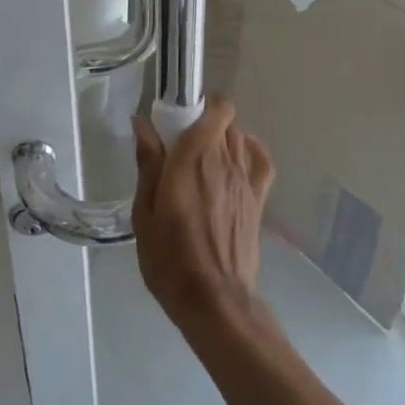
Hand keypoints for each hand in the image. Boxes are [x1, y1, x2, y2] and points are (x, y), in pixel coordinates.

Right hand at [133, 96, 274, 336]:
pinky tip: (237, 155)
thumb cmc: (170, 259)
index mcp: (193, 160)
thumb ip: (148, 164)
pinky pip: (261, 160)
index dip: (198, 103)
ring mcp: (245, 180)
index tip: (177, 115)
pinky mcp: (258, 199)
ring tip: (202, 153)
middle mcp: (223, 161)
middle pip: (224, 120)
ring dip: (223, 134)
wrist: (215, 302)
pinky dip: (251, 149)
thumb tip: (142, 123)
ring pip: (240, 136)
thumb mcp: (145, 213)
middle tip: (181, 139)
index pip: (212, 110)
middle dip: (204, 119)